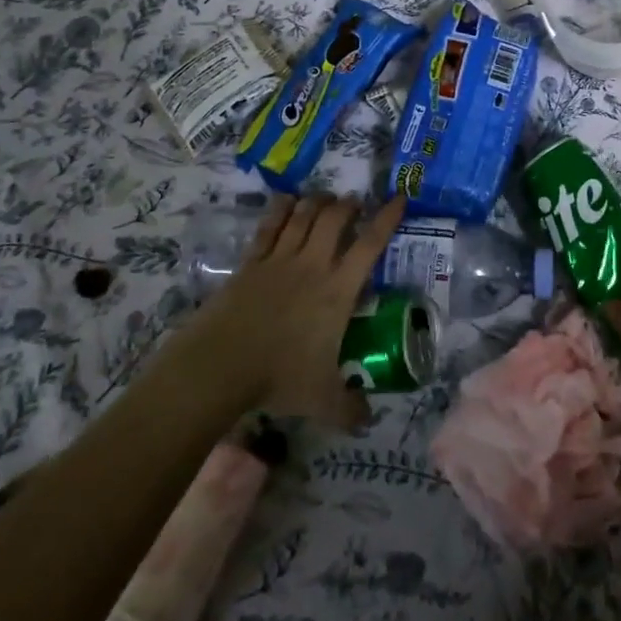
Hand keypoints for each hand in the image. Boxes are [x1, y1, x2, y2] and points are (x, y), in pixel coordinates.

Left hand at [188, 194, 405, 429]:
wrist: (220, 365)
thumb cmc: (278, 377)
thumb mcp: (322, 401)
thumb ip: (349, 409)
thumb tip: (367, 421)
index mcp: (337, 290)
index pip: (370, 245)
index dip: (387, 218)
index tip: (399, 198)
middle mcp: (312, 265)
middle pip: (335, 218)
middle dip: (349, 205)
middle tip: (355, 204)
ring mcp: (280, 259)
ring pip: (303, 215)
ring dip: (318, 202)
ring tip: (326, 199)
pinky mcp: (251, 262)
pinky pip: (270, 226)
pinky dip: (282, 208)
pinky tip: (287, 200)